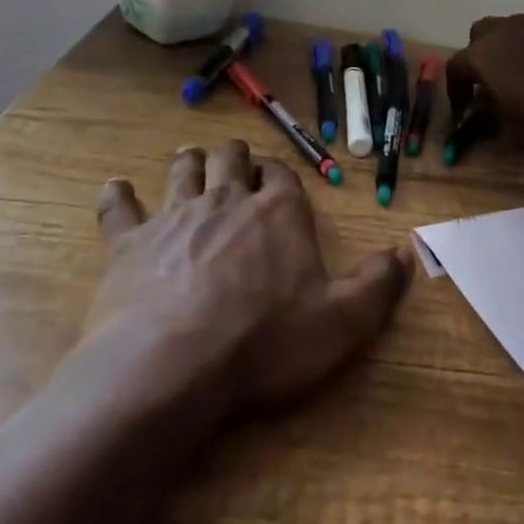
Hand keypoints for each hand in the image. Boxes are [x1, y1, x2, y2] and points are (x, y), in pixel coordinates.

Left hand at [89, 140, 411, 414]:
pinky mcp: (128, 243)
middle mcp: (226, 202)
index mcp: (278, 214)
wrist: (173, 366)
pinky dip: (118, 196)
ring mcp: (173, 218)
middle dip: (234, 157)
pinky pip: (119, 207)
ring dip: (188, 163)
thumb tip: (406, 253)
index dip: (279, 173)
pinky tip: (116, 189)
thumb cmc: (266, 342)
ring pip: (182, 172)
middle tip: (233, 161)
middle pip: (230, 160)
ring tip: (189, 158)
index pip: (281, 176)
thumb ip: (378, 284)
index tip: (275, 177)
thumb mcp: (343, 322)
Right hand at [446, 14, 523, 166]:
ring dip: (514, 51)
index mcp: (488, 55)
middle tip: (492, 85)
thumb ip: (495, 118)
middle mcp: (512, 30)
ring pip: (518, 30)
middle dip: (481, 57)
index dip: (456, 89)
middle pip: (483, 34)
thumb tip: (490, 110)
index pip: (456, 66)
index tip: (464, 109)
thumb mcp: (517, 135)